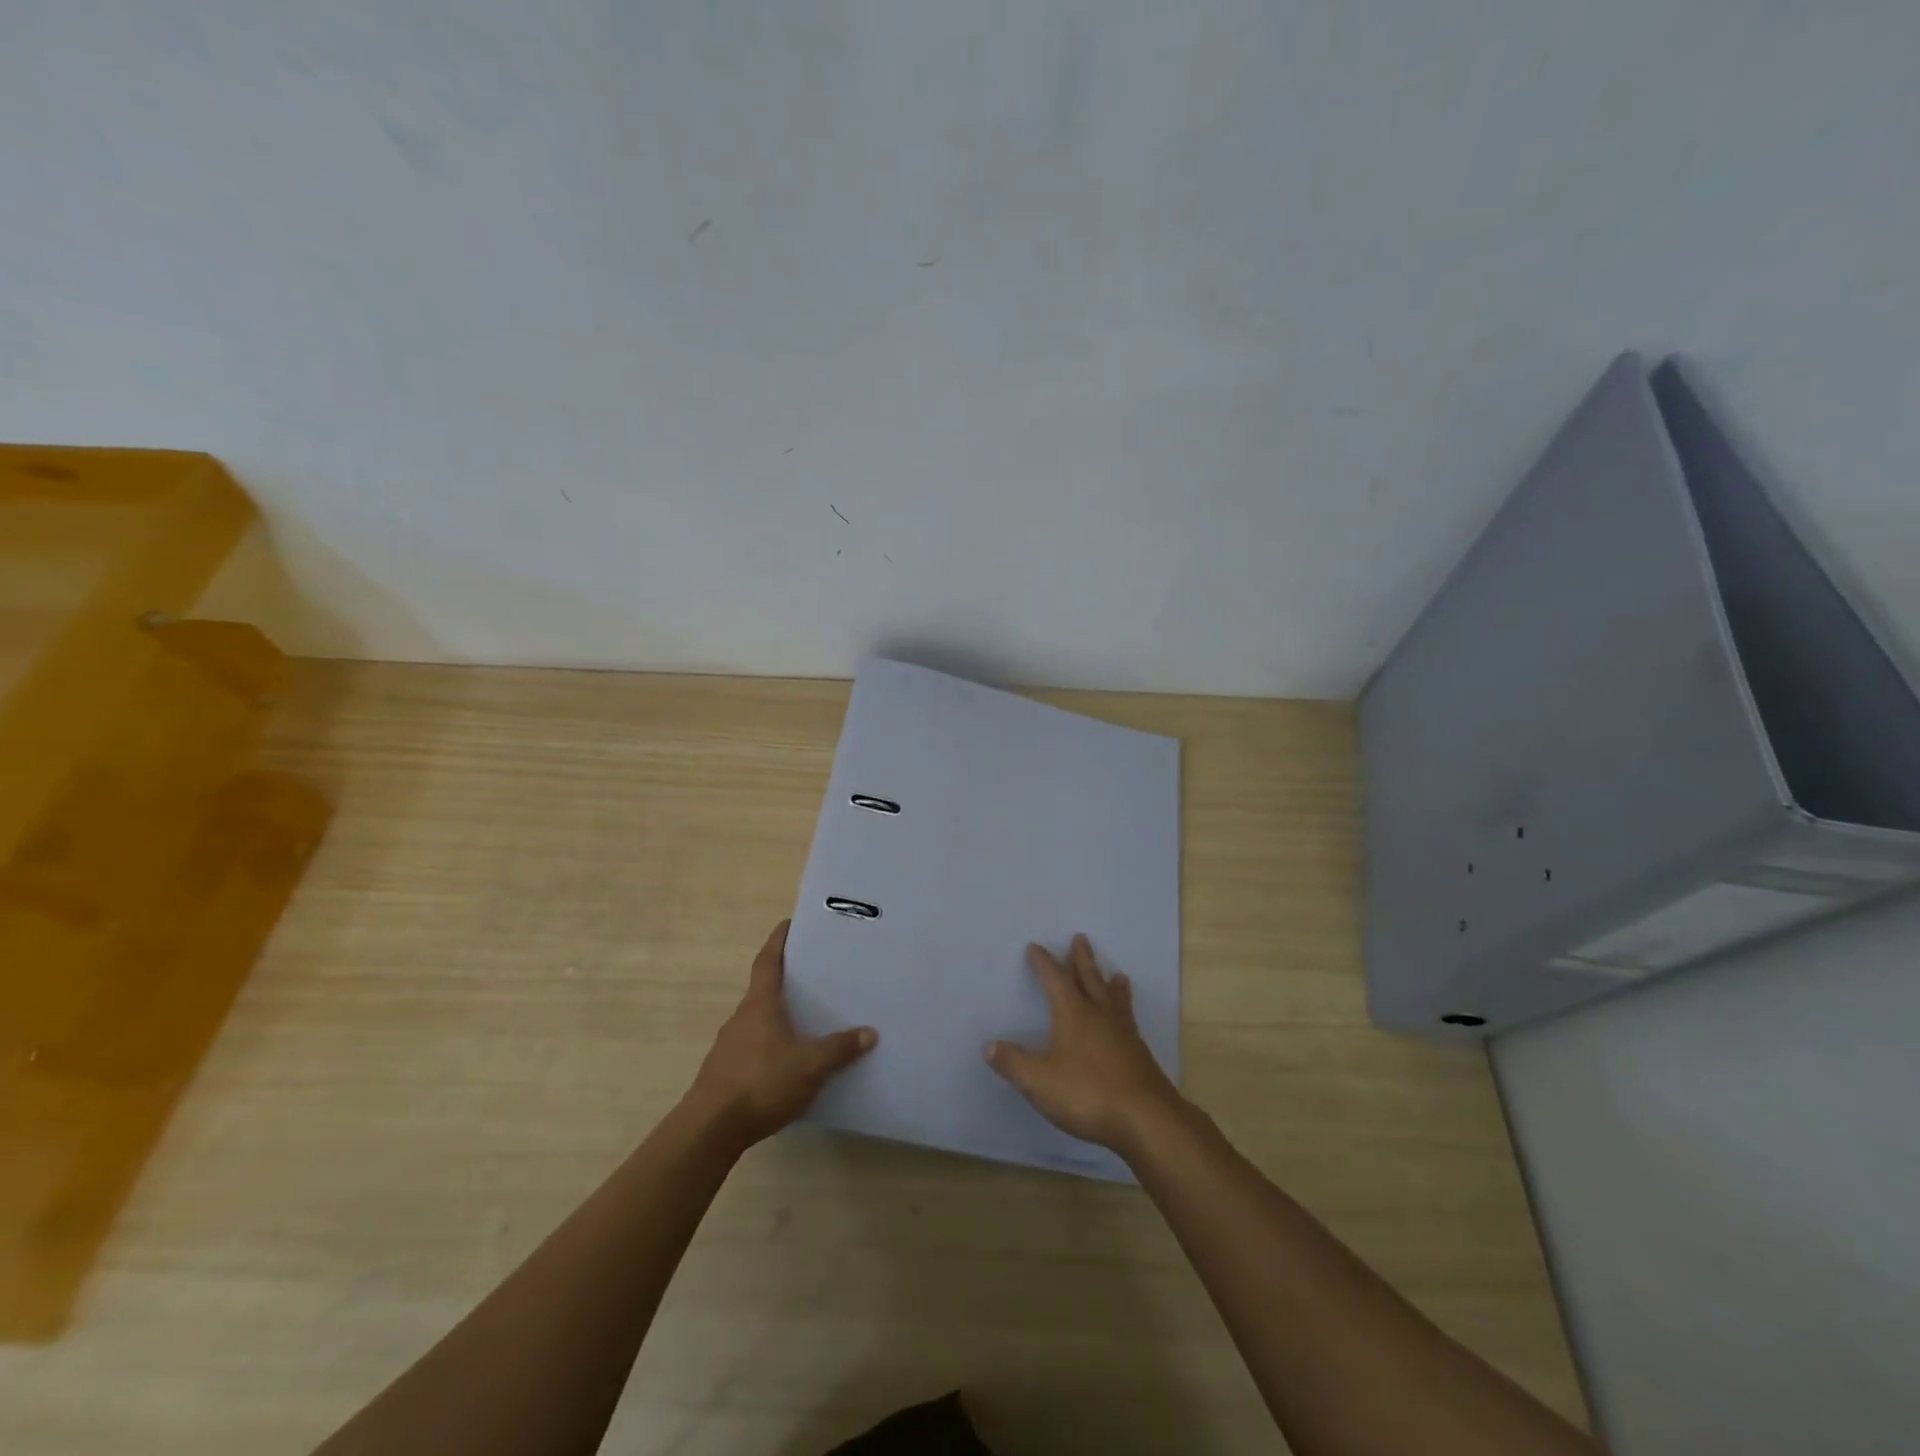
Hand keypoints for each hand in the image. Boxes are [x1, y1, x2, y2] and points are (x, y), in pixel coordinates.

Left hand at [686, 920, 876, 1147]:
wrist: (710, 1129)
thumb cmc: (761, 1082)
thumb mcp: (810, 1065)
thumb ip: (839, 1048)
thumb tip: (869, 1032)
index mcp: (760, 1004)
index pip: (767, 961)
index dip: (778, 941)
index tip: (789, 924)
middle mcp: (742, 1017)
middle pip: (763, 988)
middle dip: (784, 979)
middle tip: (812, 973)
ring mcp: (729, 1045)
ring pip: (757, 1019)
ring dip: (777, 1014)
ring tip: (805, 1018)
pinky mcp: (725, 1072)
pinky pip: (753, 1045)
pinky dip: (770, 1043)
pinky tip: (787, 1060)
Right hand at [984, 934, 1182, 1156]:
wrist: (1145, 1118)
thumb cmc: (1087, 1093)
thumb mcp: (1039, 1081)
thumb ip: (1013, 1062)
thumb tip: (989, 1045)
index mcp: (1073, 1014)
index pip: (1055, 979)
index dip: (1044, 963)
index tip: (1035, 947)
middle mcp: (1100, 1015)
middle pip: (1090, 979)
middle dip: (1082, 959)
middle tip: (1080, 938)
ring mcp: (1123, 1034)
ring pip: (1115, 999)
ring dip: (1110, 983)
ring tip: (1116, 974)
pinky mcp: (1139, 1054)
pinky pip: (1129, 1021)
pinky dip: (1125, 1011)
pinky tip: (1127, 1022)